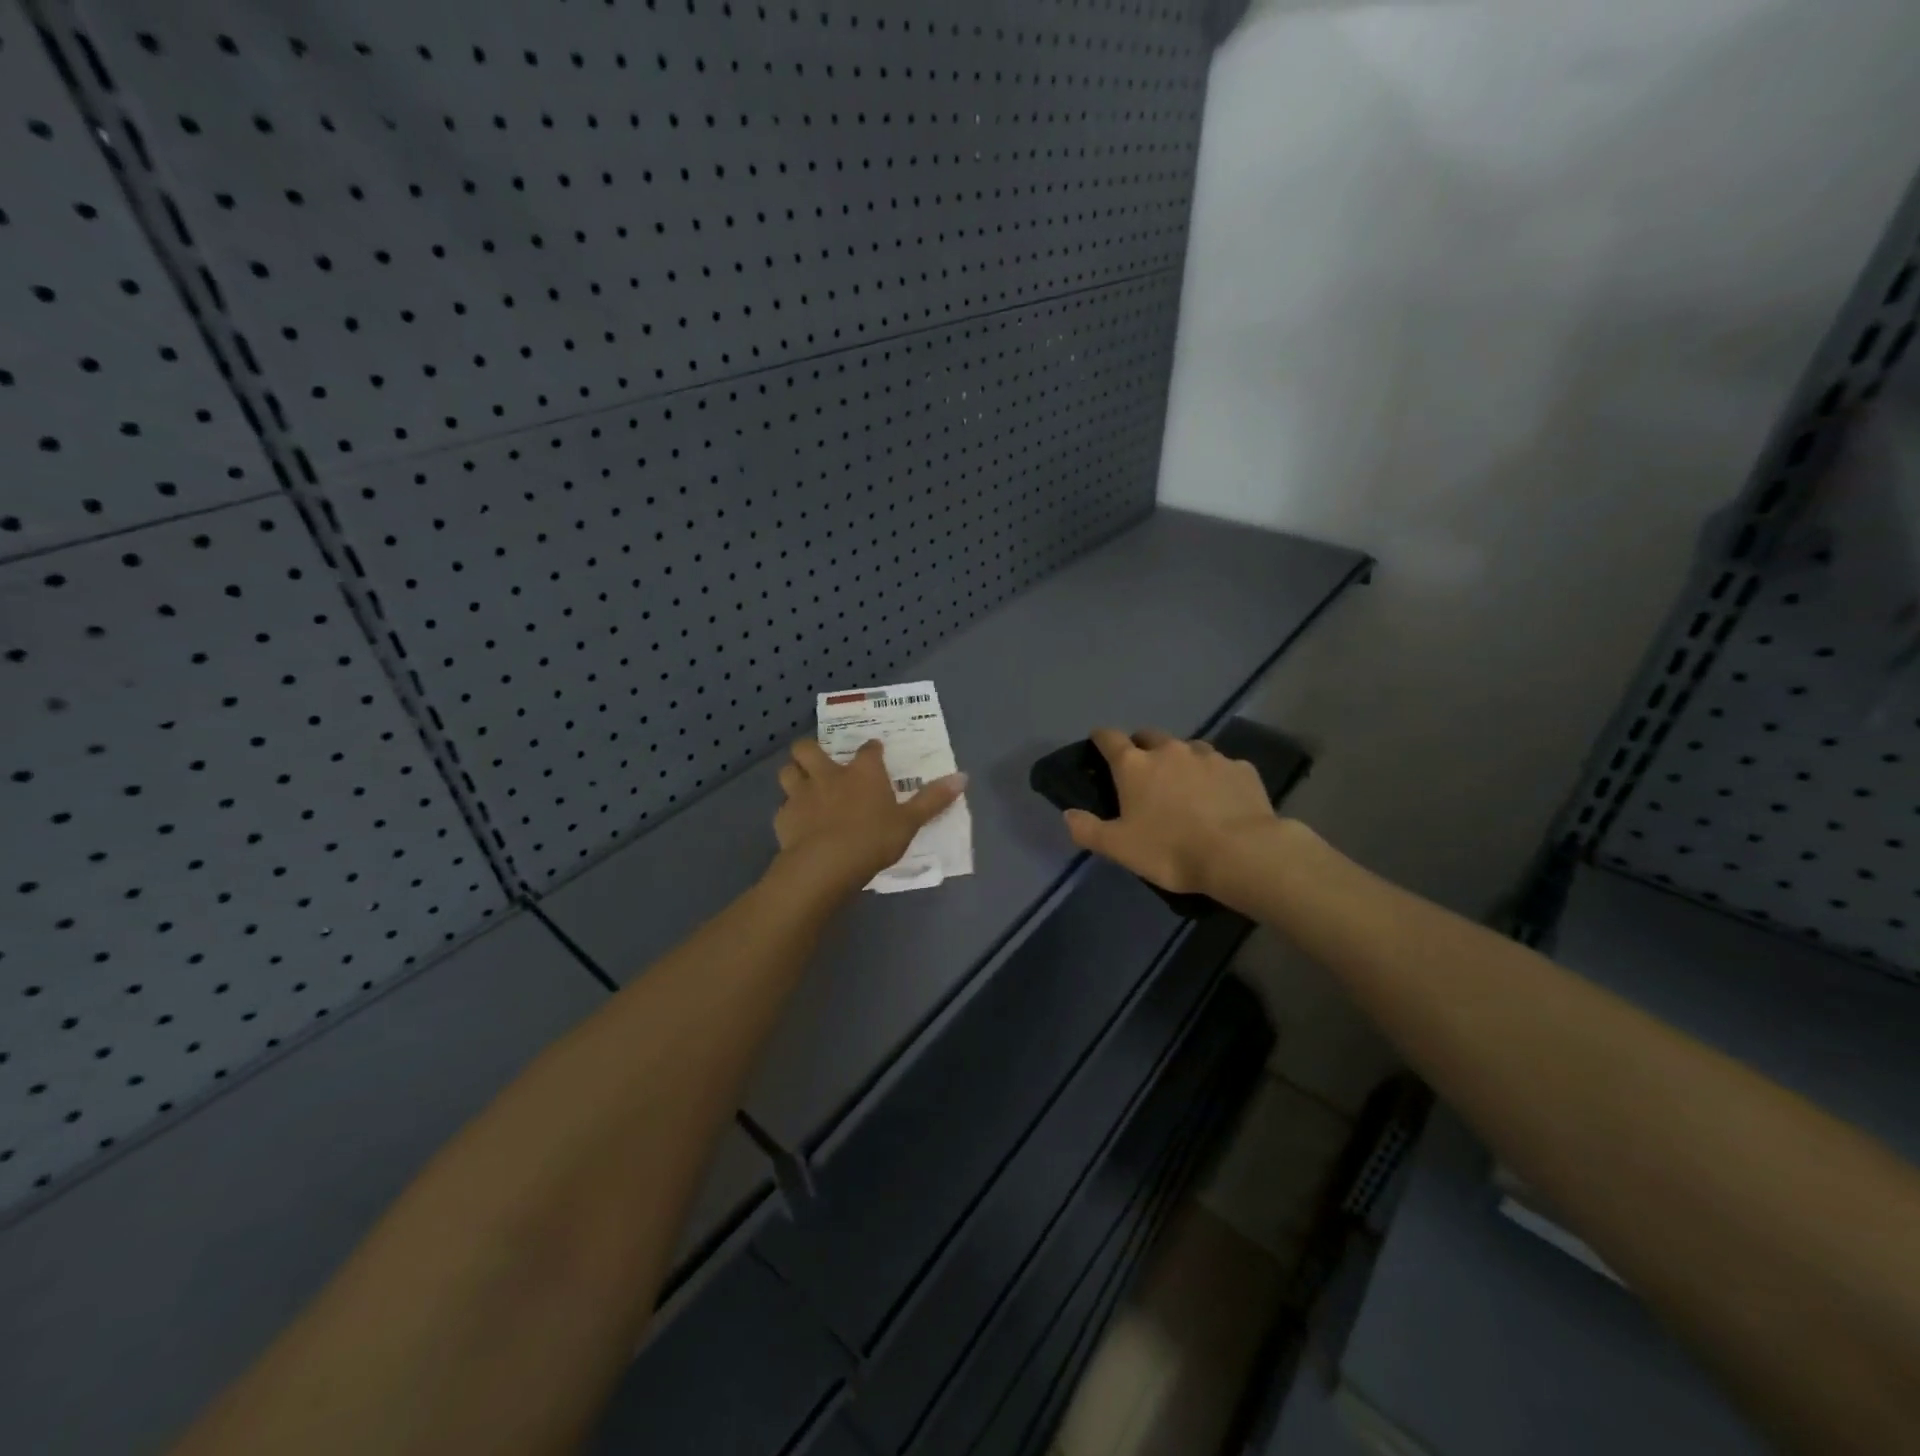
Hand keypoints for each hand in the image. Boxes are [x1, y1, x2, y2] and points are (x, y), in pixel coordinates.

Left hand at [774, 738, 966, 894]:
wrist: (825, 865)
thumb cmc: (872, 839)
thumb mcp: (910, 822)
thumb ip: (933, 799)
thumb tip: (963, 776)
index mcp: (862, 772)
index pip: (868, 749)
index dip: (872, 749)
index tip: (875, 752)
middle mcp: (829, 775)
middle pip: (809, 748)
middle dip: (811, 749)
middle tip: (821, 760)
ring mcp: (802, 794)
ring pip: (788, 771)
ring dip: (794, 774)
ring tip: (803, 785)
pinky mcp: (784, 818)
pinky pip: (782, 807)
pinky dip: (788, 811)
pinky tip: (797, 822)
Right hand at [1063, 728, 1277, 896]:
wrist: (1241, 854)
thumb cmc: (1171, 850)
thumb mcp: (1120, 848)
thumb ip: (1088, 829)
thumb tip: (1068, 814)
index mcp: (1135, 765)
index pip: (1109, 738)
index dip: (1101, 739)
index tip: (1098, 743)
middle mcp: (1170, 750)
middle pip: (1149, 736)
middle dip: (1142, 747)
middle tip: (1143, 771)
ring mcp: (1209, 756)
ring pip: (1188, 748)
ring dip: (1180, 760)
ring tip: (1184, 785)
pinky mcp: (1241, 768)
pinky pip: (1221, 766)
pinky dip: (1214, 776)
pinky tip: (1220, 798)